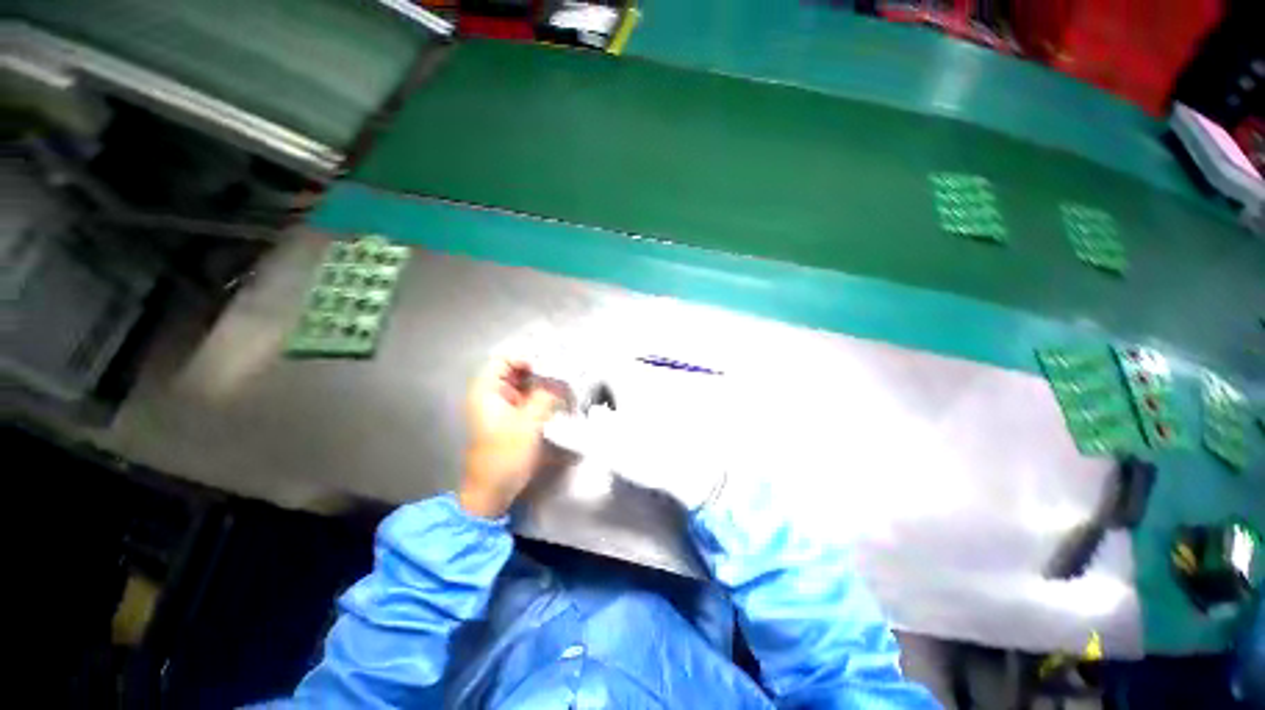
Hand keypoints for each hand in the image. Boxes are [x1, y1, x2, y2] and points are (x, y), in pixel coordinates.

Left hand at [459, 359, 560, 517]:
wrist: (493, 492)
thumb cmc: (505, 456)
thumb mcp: (528, 423)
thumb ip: (546, 396)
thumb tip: (563, 377)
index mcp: (487, 391)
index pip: (504, 359)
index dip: (526, 357)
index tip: (552, 364)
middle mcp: (494, 394)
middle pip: (517, 369)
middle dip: (541, 368)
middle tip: (566, 370)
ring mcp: (505, 406)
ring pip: (526, 383)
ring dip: (546, 382)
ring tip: (568, 381)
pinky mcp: (515, 417)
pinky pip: (531, 397)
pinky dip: (545, 394)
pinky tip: (562, 396)